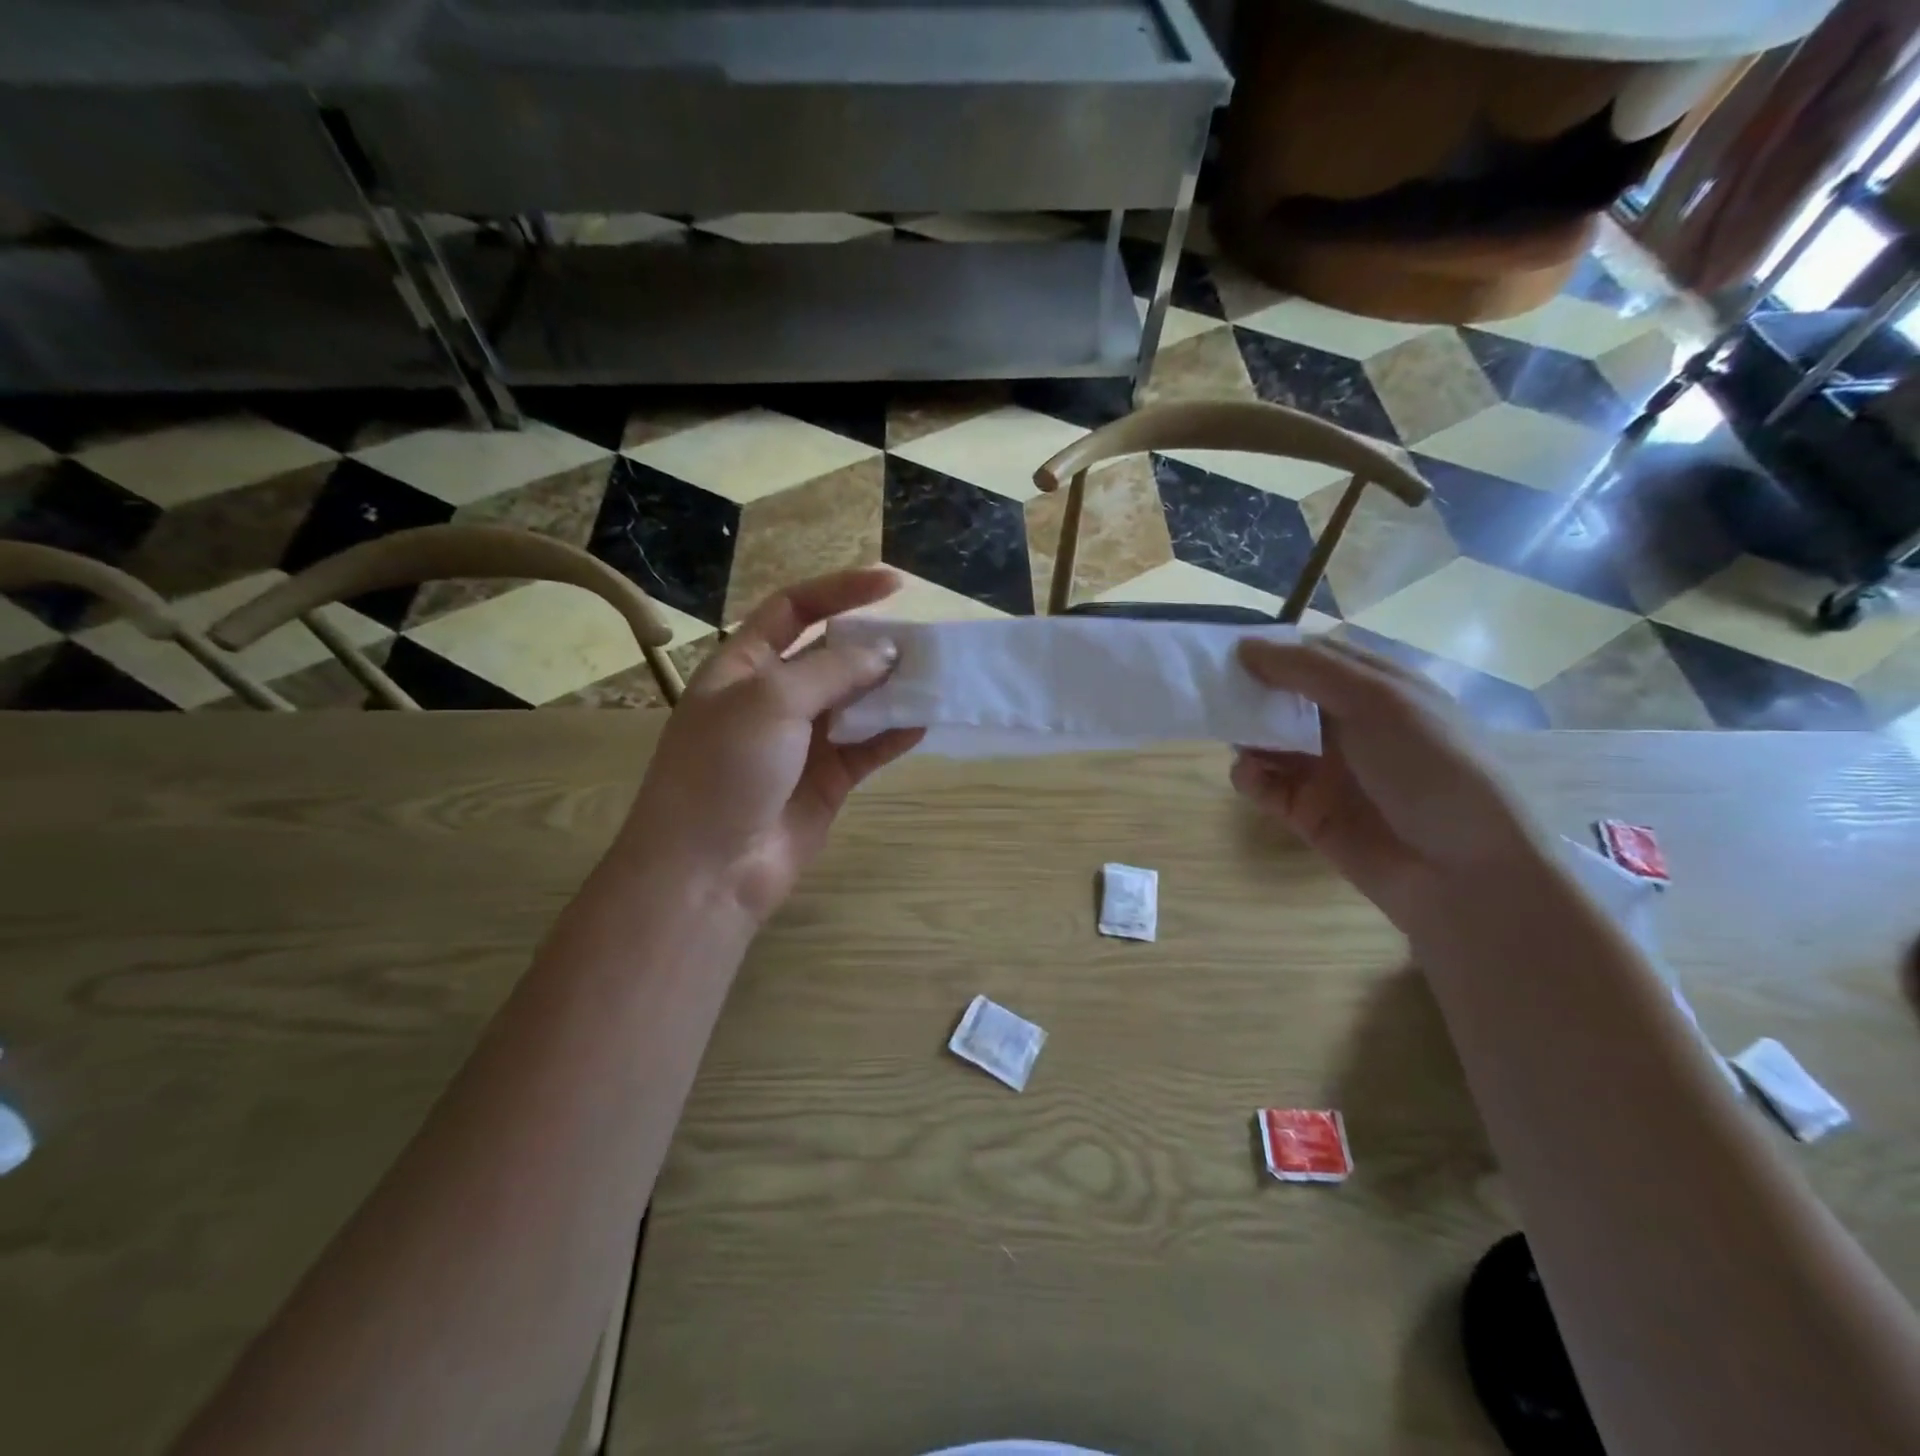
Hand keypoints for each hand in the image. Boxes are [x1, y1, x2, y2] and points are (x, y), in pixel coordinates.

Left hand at [619, 568, 921, 922]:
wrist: (708, 870)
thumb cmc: (724, 768)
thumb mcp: (771, 700)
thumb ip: (832, 670)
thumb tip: (885, 654)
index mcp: (744, 666)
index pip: (794, 608)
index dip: (841, 589)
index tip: (894, 584)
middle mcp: (773, 698)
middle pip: (831, 656)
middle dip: (873, 645)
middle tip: (922, 642)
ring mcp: (802, 742)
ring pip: (856, 702)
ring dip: (891, 689)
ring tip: (934, 677)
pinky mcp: (828, 781)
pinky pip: (868, 747)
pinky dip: (895, 733)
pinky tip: (924, 721)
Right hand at [1232, 636, 1548, 930]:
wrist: (1465, 872)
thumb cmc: (1431, 769)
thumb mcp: (1378, 701)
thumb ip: (1307, 670)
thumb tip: (1243, 645)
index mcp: (1377, 689)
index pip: (1312, 657)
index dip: (1272, 650)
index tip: (1227, 648)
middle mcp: (1349, 725)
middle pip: (1283, 698)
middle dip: (1249, 693)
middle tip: (1213, 692)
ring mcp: (1327, 770)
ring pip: (1267, 741)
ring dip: (1244, 734)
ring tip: (1232, 736)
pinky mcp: (1308, 812)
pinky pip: (1264, 786)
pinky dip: (1248, 776)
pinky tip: (1250, 775)